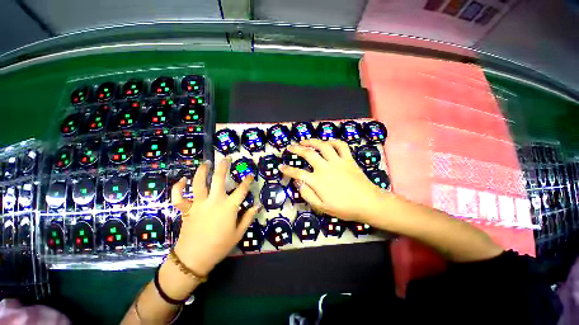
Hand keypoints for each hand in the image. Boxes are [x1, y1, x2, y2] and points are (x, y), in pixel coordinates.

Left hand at [171, 158, 259, 275]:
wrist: (194, 258)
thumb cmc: (219, 246)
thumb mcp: (238, 233)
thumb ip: (248, 217)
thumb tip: (257, 205)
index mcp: (229, 207)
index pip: (242, 190)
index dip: (247, 181)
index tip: (250, 175)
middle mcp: (214, 201)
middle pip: (219, 179)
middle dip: (223, 166)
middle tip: (226, 158)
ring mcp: (199, 204)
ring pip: (198, 183)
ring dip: (202, 171)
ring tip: (206, 163)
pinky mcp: (187, 209)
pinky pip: (179, 196)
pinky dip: (178, 187)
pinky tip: (182, 180)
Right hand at [279, 139, 384, 222]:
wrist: (368, 203)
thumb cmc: (344, 208)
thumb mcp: (322, 207)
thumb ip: (307, 195)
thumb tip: (298, 183)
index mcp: (318, 181)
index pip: (297, 173)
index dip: (287, 170)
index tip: (281, 167)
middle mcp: (325, 168)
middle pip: (308, 154)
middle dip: (296, 149)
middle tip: (290, 147)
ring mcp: (338, 161)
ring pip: (323, 146)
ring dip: (312, 141)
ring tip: (305, 141)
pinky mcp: (348, 159)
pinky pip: (341, 145)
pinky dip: (333, 141)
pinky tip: (327, 142)